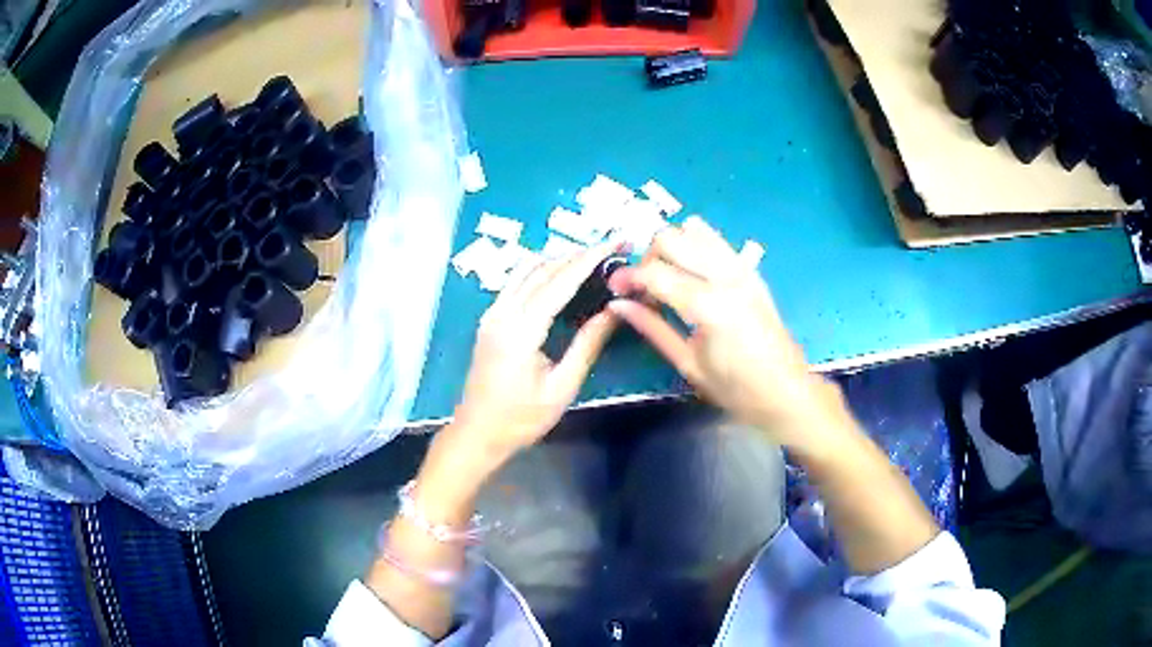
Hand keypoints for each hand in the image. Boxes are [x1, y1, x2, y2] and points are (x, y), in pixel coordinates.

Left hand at [449, 242, 620, 469]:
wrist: (477, 432)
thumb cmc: (520, 419)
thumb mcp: (562, 387)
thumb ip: (587, 345)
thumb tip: (615, 310)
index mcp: (520, 329)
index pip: (560, 281)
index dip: (591, 259)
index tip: (617, 241)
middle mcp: (502, 312)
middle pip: (543, 269)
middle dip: (579, 254)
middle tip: (612, 247)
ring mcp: (492, 313)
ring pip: (527, 270)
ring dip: (560, 259)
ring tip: (593, 258)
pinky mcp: (490, 318)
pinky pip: (517, 281)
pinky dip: (542, 271)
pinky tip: (562, 276)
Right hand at [608, 217, 842, 450]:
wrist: (786, 391)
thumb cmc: (735, 389)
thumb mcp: (688, 364)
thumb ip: (652, 327)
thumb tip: (618, 304)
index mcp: (709, 305)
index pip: (654, 272)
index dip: (627, 277)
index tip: (614, 289)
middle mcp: (726, 276)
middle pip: (671, 238)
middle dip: (647, 257)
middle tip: (642, 287)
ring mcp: (742, 268)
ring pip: (694, 230)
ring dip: (672, 247)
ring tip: (666, 276)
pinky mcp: (751, 270)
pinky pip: (716, 240)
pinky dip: (696, 244)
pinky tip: (690, 270)